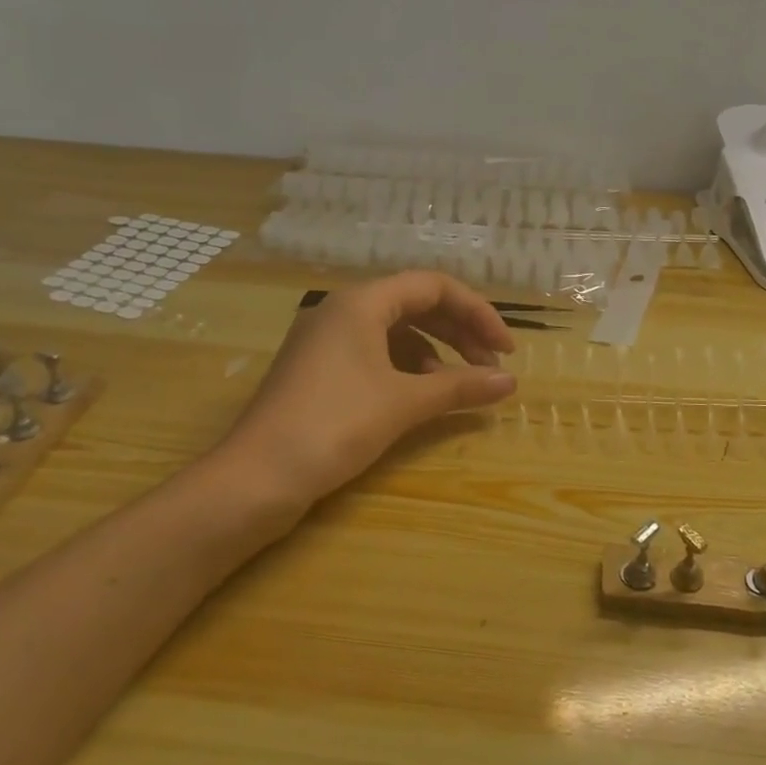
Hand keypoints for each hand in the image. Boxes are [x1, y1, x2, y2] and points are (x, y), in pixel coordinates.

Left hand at [207, 272, 516, 528]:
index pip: (434, 286)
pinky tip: (419, 396)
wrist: (255, 478)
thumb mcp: (404, 403)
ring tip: (457, 386)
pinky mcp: (318, 370)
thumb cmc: (334, 425)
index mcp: (361, 302)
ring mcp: (326, 341)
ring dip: (434, 352)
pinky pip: (374, 353)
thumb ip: (460, 387)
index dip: (478, 313)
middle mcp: (342, 310)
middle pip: (416, 305)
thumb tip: (510, 382)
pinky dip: (405, 369)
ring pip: (395, 331)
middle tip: (490, 366)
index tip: (505, 349)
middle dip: (459, 332)